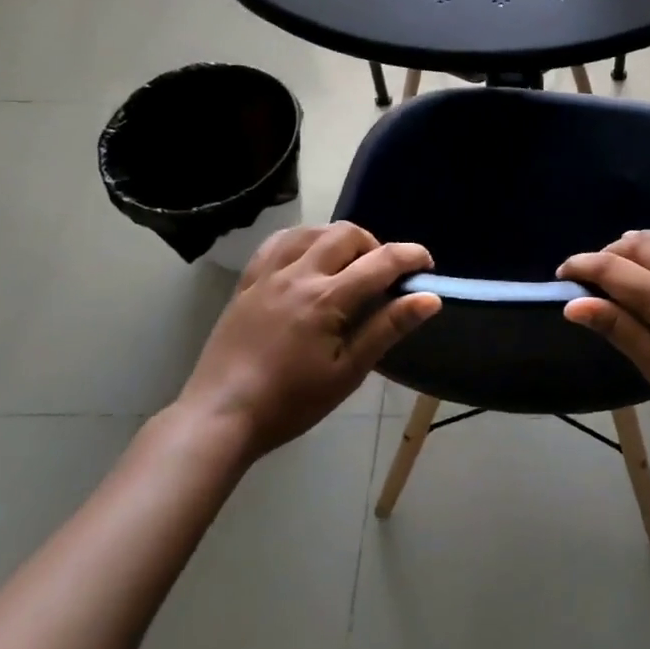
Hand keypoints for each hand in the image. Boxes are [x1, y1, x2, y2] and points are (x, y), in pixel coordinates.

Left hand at [178, 222, 439, 460]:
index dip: (411, 257)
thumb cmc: (291, 402)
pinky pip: (276, 243)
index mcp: (327, 298)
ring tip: (347, 265)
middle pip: (347, 234)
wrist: (220, 417)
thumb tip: (430, 298)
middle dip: (375, 246)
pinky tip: (308, 258)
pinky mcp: (247, 283)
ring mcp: (268, 275)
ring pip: (311, 231)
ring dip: (338, 239)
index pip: (381, 261)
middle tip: (382, 276)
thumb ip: (388, 328)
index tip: (426, 266)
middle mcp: (298, 275)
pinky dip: (302, 240)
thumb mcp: (348, 371)